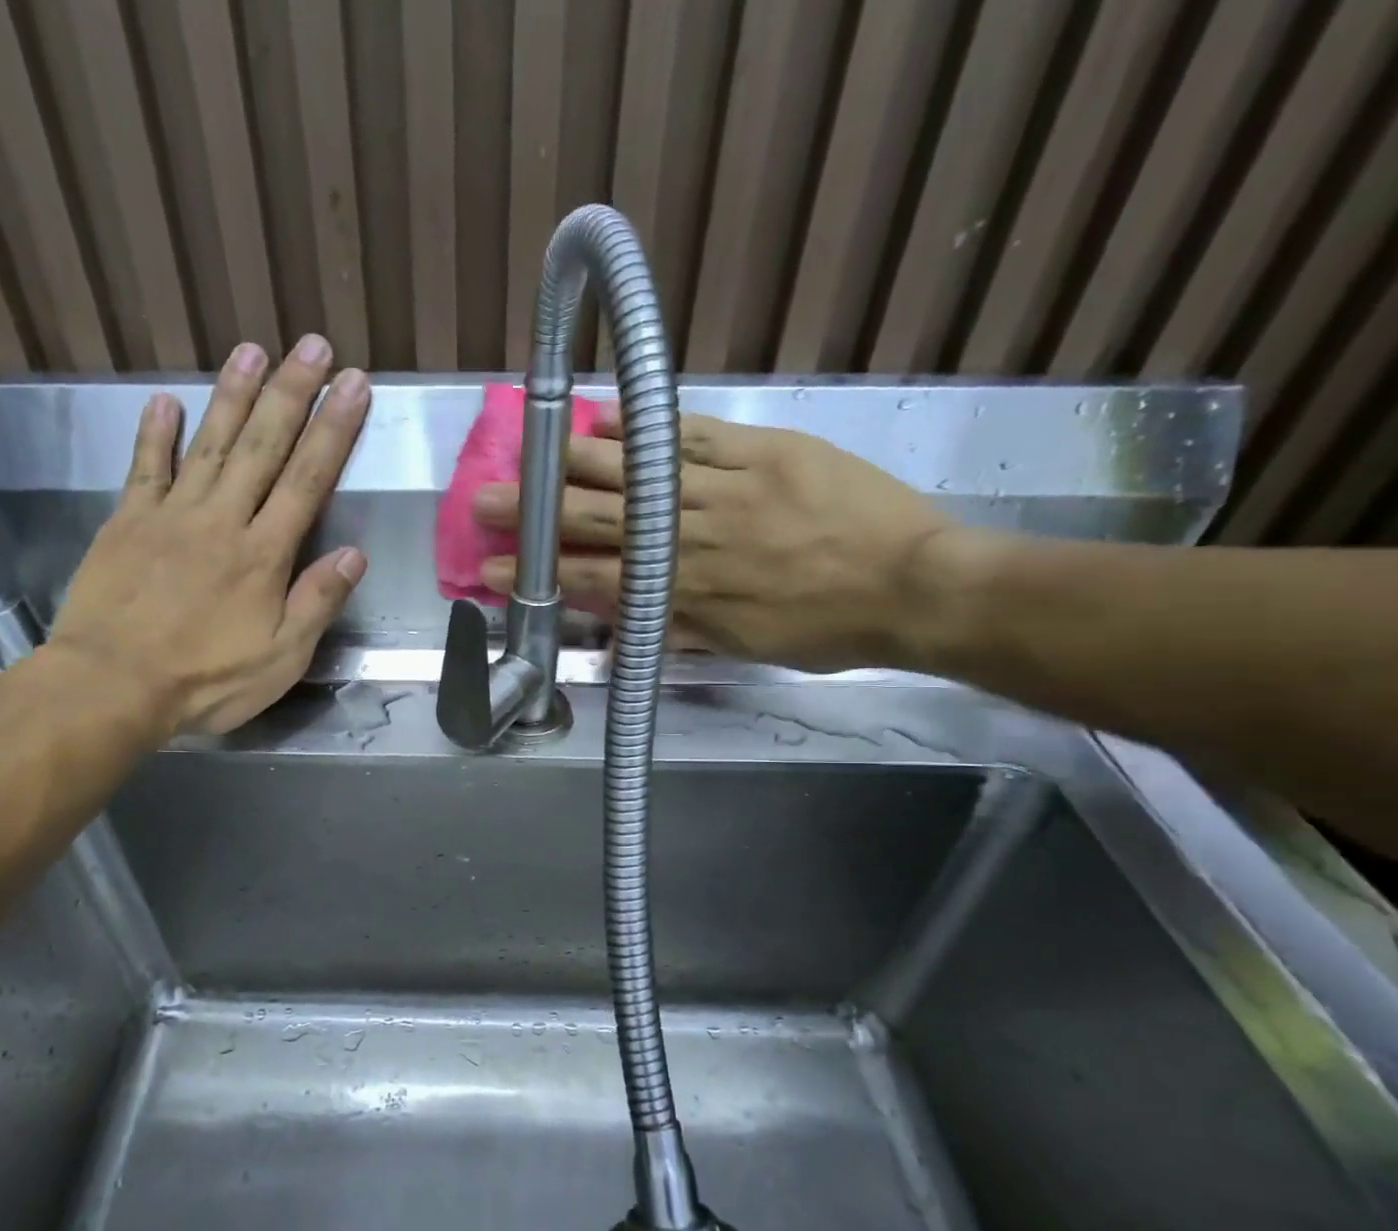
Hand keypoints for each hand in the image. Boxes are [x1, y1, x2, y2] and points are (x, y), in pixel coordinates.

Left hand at [49, 336, 367, 734]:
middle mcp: (222, 520)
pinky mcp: (127, 522)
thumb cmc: (206, 680)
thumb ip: (317, 603)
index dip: (333, 430)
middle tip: (312, 346)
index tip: (353, 385)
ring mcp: (171, 515)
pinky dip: (155, 434)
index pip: (307, 480)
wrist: (113, 684)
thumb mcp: (281, 658)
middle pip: (262, 446)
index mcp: (264, 554)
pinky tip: (164, 401)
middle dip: (291, 394)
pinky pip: (144, 468)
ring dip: (232, 395)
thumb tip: (354, 553)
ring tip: (252, 350)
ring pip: (209, 444)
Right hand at [473, 410, 961, 671]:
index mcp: (683, 593)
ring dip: (575, 463)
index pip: (593, 580)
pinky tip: (609, 416)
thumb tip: (621, 626)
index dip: (541, 574)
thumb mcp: (741, 647)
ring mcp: (724, 489)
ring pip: (635, 473)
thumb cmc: (825, 629)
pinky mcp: (761, 452)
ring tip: (530, 450)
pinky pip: (693, 434)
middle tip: (485, 499)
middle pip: (598, 521)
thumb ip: (676, 630)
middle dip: (536, 513)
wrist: (913, 585)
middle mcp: (689, 539)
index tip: (492, 567)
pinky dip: (648, 426)